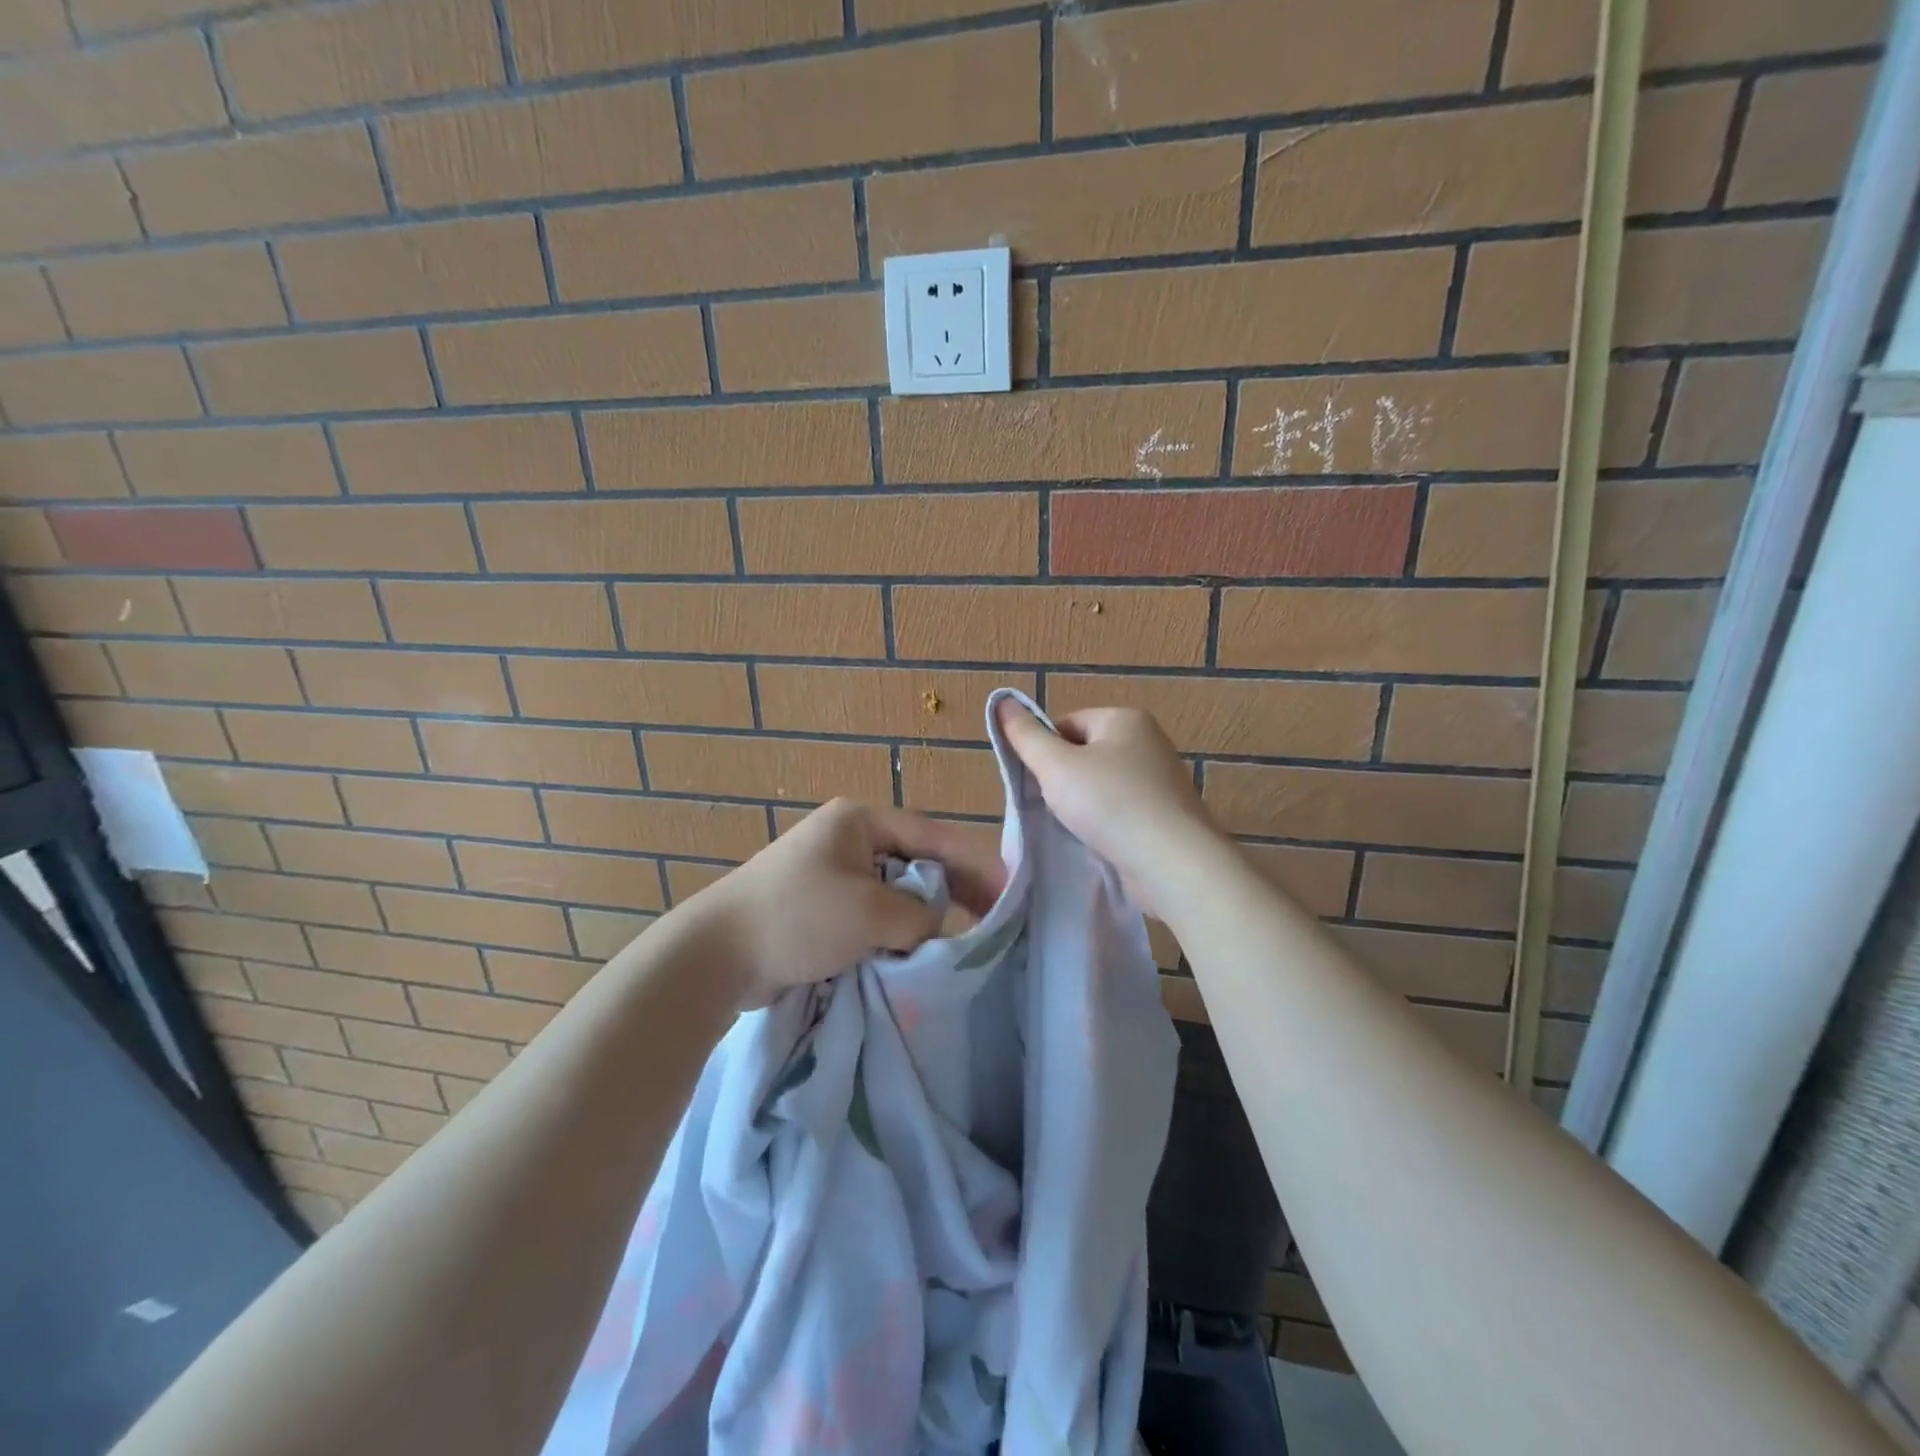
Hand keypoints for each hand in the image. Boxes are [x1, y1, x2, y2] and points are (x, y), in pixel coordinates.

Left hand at [690, 799, 1006, 1005]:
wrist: (716, 955)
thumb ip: (918, 916)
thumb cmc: (799, 917)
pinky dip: (895, 932)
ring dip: (923, 916)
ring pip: (895, 892)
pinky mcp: (822, 908)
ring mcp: (833, 874)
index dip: (973, 862)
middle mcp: (848, 839)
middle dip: (952, 890)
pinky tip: (917, 952)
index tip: (1009, 888)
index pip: (931, 835)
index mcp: (859, 821)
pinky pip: (873, 915)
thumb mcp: (871, 912)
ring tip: (962, 940)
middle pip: (916, 862)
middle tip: (992, 919)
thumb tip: (934, 928)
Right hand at [995, 700, 1218, 918]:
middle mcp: (1148, 742)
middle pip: (1084, 754)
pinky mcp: (1165, 815)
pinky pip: (1121, 810)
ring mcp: (1160, 780)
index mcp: (1124, 719)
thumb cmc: (1110, 804)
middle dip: (1062, 780)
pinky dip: (1105, 823)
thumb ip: (1026, 736)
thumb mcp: (1056, 767)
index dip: (1044, 752)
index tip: (1037, 783)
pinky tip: (1097, 841)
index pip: (1067, 724)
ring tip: (1074, 828)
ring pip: (1101, 786)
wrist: (1172, 862)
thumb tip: (1001, 701)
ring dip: (1081, 805)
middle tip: (1051, 808)